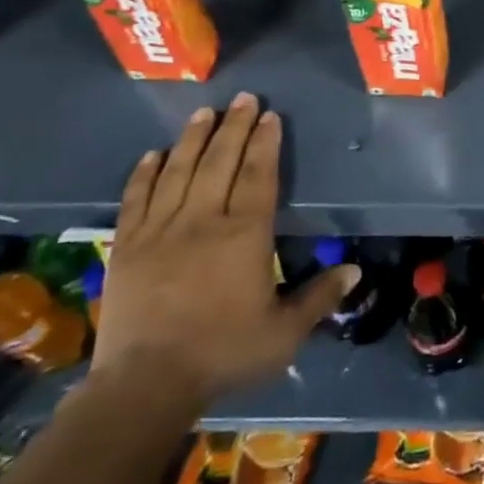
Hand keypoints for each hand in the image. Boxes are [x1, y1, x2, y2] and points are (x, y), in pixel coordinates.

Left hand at [92, 93, 356, 409]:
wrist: (144, 385)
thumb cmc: (223, 353)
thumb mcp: (284, 332)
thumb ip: (320, 297)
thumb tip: (356, 269)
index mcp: (245, 234)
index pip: (259, 175)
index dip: (266, 142)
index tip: (269, 116)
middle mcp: (203, 220)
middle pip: (220, 162)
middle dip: (234, 127)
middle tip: (243, 98)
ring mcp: (161, 230)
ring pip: (178, 171)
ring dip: (193, 138)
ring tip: (204, 112)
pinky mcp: (127, 247)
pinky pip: (136, 199)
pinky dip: (144, 174)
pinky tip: (153, 154)